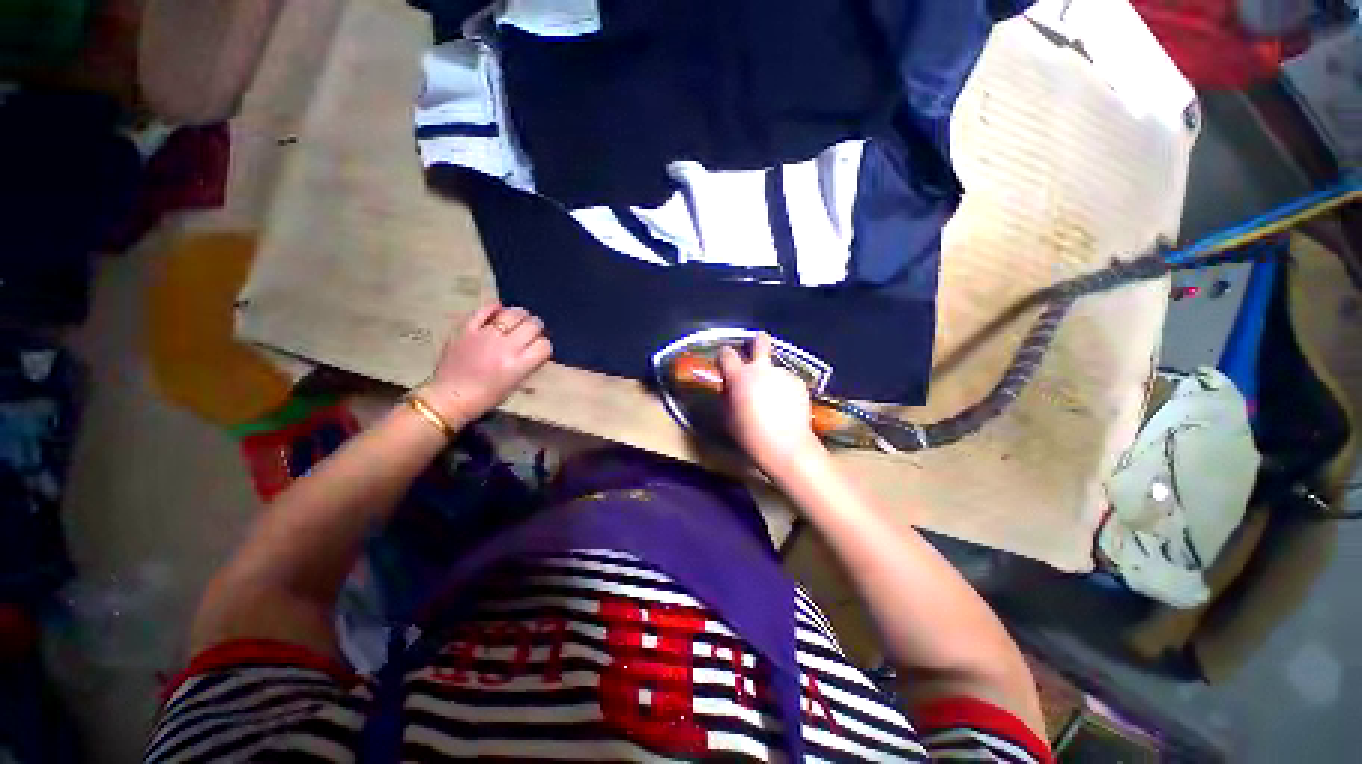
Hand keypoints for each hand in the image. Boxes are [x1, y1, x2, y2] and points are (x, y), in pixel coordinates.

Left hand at [418, 304, 551, 425]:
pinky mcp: (467, 329)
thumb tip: (535, 348)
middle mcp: (505, 348)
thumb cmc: (486, 397)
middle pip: (532, 325)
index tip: (539, 347)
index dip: (544, 345)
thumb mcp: (515, 385)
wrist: (450, 396)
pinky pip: (484, 310)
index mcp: (518, 366)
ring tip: (519, 318)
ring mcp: (485, 336)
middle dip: (536, 327)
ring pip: (512, 314)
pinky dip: (494, 308)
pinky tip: (498, 311)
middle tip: (532, 330)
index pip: (544, 345)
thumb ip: (527, 365)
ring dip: (520, 315)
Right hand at [717, 334, 827, 471]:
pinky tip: (787, 407)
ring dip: (772, 379)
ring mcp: (782, 374)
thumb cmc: (749, 434)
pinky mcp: (798, 382)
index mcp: (739, 376)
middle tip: (756, 349)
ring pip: (774, 369)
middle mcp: (761, 369)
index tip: (724, 363)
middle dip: (757, 342)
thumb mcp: (728, 415)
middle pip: (760, 342)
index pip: (726, 353)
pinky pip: (787, 381)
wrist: (785, 445)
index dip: (723, 356)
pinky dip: (786, 390)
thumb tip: (729, 385)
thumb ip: (727, 395)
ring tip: (776, 401)